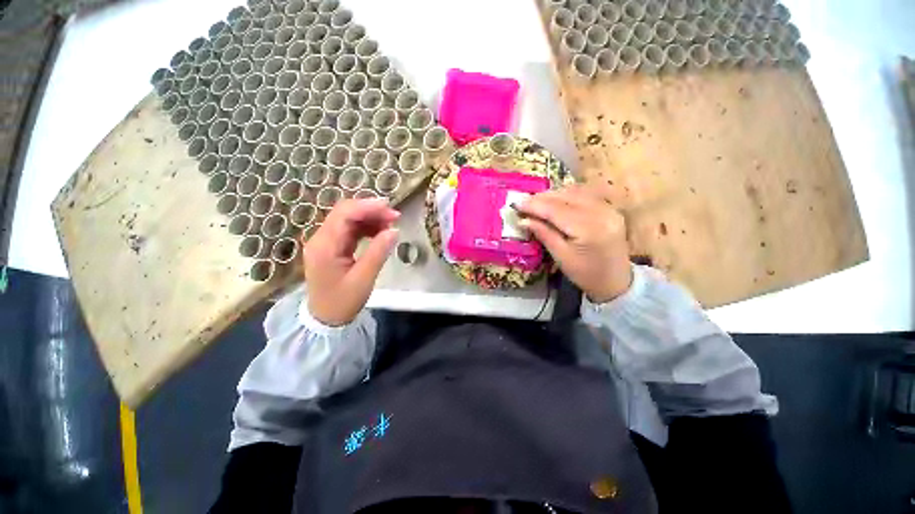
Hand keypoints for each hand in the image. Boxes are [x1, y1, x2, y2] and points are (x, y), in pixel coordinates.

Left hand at [303, 199, 399, 325]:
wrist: (325, 318)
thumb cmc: (343, 302)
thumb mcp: (363, 279)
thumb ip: (378, 252)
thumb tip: (394, 230)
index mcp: (324, 246)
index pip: (343, 214)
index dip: (367, 207)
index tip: (390, 207)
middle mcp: (321, 239)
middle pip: (345, 213)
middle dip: (371, 211)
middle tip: (395, 217)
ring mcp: (325, 242)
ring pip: (348, 219)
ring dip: (370, 218)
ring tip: (390, 225)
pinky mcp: (332, 246)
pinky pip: (349, 229)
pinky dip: (366, 228)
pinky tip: (379, 232)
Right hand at [516, 185, 632, 303]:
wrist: (616, 281)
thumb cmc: (585, 274)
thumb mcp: (561, 256)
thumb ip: (544, 234)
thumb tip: (523, 219)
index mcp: (589, 229)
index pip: (556, 210)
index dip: (534, 205)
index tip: (516, 203)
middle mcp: (602, 213)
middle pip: (566, 197)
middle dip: (542, 198)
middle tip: (523, 201)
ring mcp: (609, 209)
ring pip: (575, 192)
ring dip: (553, 194)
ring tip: (535, 201)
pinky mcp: (610, 209)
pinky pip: (585, 195)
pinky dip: (567, 195)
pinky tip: (555, 200)